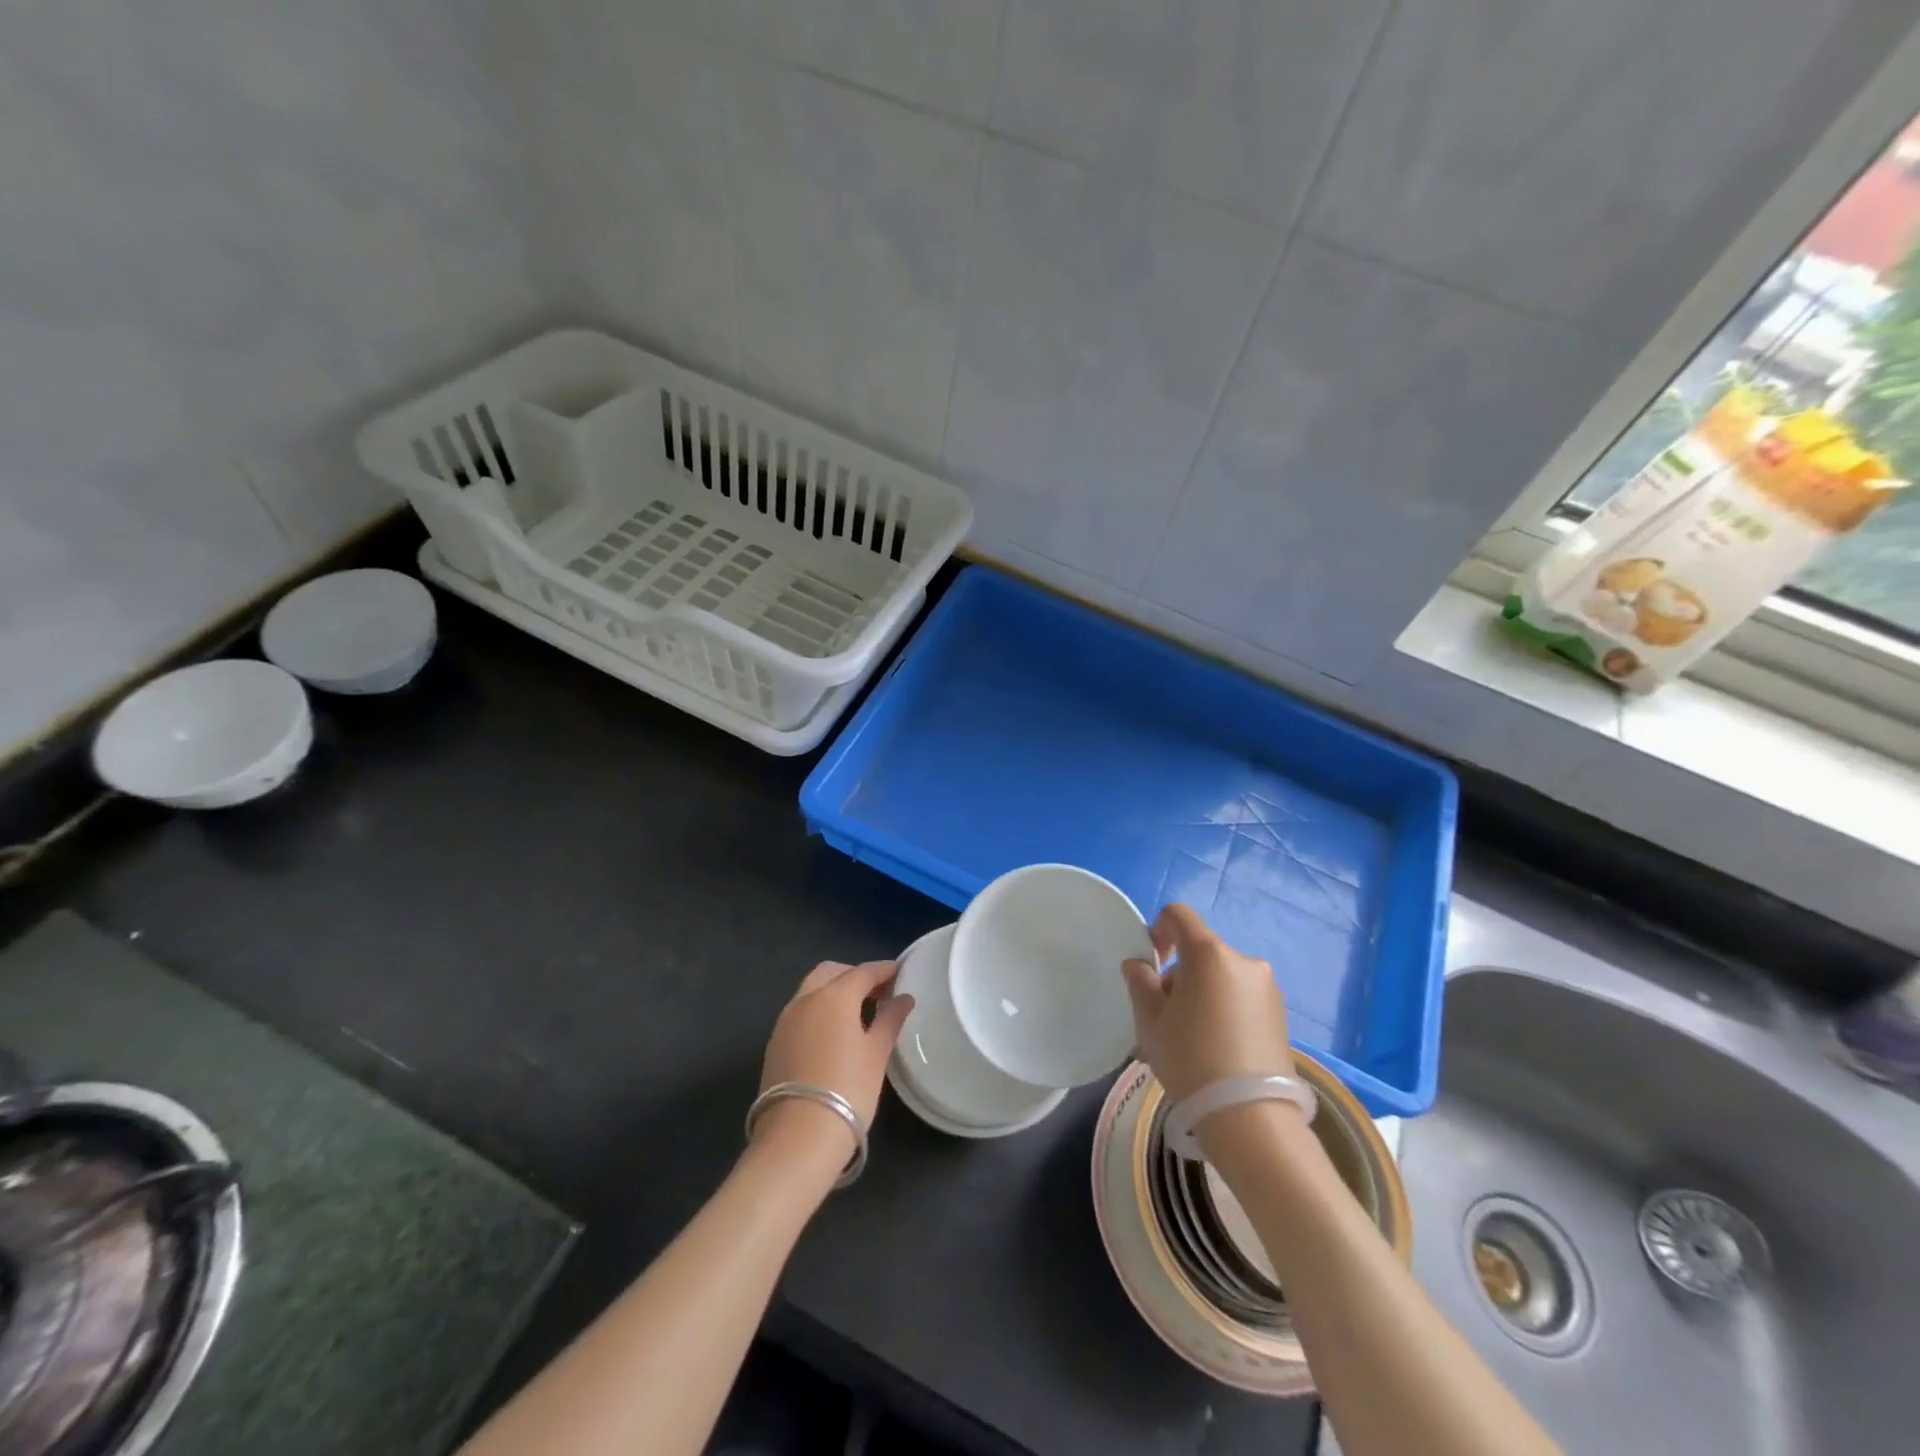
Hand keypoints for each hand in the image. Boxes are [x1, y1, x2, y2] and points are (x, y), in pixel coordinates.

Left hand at [754, 961, 913, 1167]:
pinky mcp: (774, 1044)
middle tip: (877, 992)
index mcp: (833, 996)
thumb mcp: (876, 1054)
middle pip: (830, 972)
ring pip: (811, 990)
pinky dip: (819, 1010)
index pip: (862, 971)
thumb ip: (890, 1020)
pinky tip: (834, 1033)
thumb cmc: (847, 1091)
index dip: (883, 970)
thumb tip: (903, 999)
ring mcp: (784, 1022)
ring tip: (858, 1013)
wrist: (797, 1140)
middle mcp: (804, 1000)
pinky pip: (800, 1012)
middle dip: (854, 975)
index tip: (899, 972)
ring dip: (834, 991)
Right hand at [1121, 904, 1294, 1103]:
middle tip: (1165, 1017)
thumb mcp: (1150, 1020)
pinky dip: (1223, 1010)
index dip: (1158, 930)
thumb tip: (1140, 965)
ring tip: (1190, 1039)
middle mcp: (1244, 961)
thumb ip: (1140, 981)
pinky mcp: (1281, 1016)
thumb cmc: (1190, 1058)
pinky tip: (1215, 1050)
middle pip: (1200, 951)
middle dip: (1179, 974)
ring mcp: (1267, 988)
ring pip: (1220, 977)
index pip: (1178, 915)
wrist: (1250, 1118)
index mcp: (1209, 953)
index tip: (1151, 965)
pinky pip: (1240, 998)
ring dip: (1201, 994)